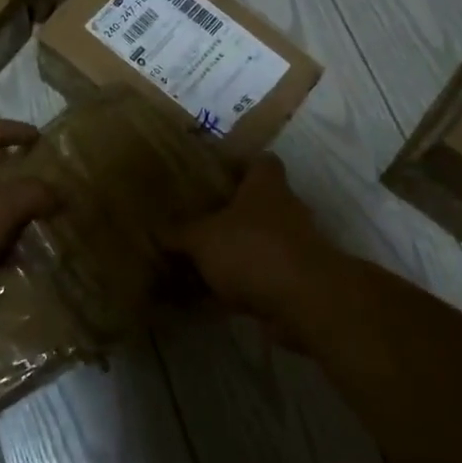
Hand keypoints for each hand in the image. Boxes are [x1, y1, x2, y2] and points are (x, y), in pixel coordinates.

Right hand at [168, 156, 344, 342]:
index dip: (238, 163)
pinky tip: (205, 301)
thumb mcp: (202, 238)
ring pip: (256, 243)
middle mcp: (285, 210)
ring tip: (194, 265)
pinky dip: (235, 287)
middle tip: (193, 223)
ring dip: (231, 254)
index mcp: (266, 186)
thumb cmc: (252, 249)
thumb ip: (179, 233)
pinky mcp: (294, 282)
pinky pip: (258, 278)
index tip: (213, 174)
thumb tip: (156, 229)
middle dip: (227, 215)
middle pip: (256, 204)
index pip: (260, 161)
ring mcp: (293, 247)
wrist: (304, 300)